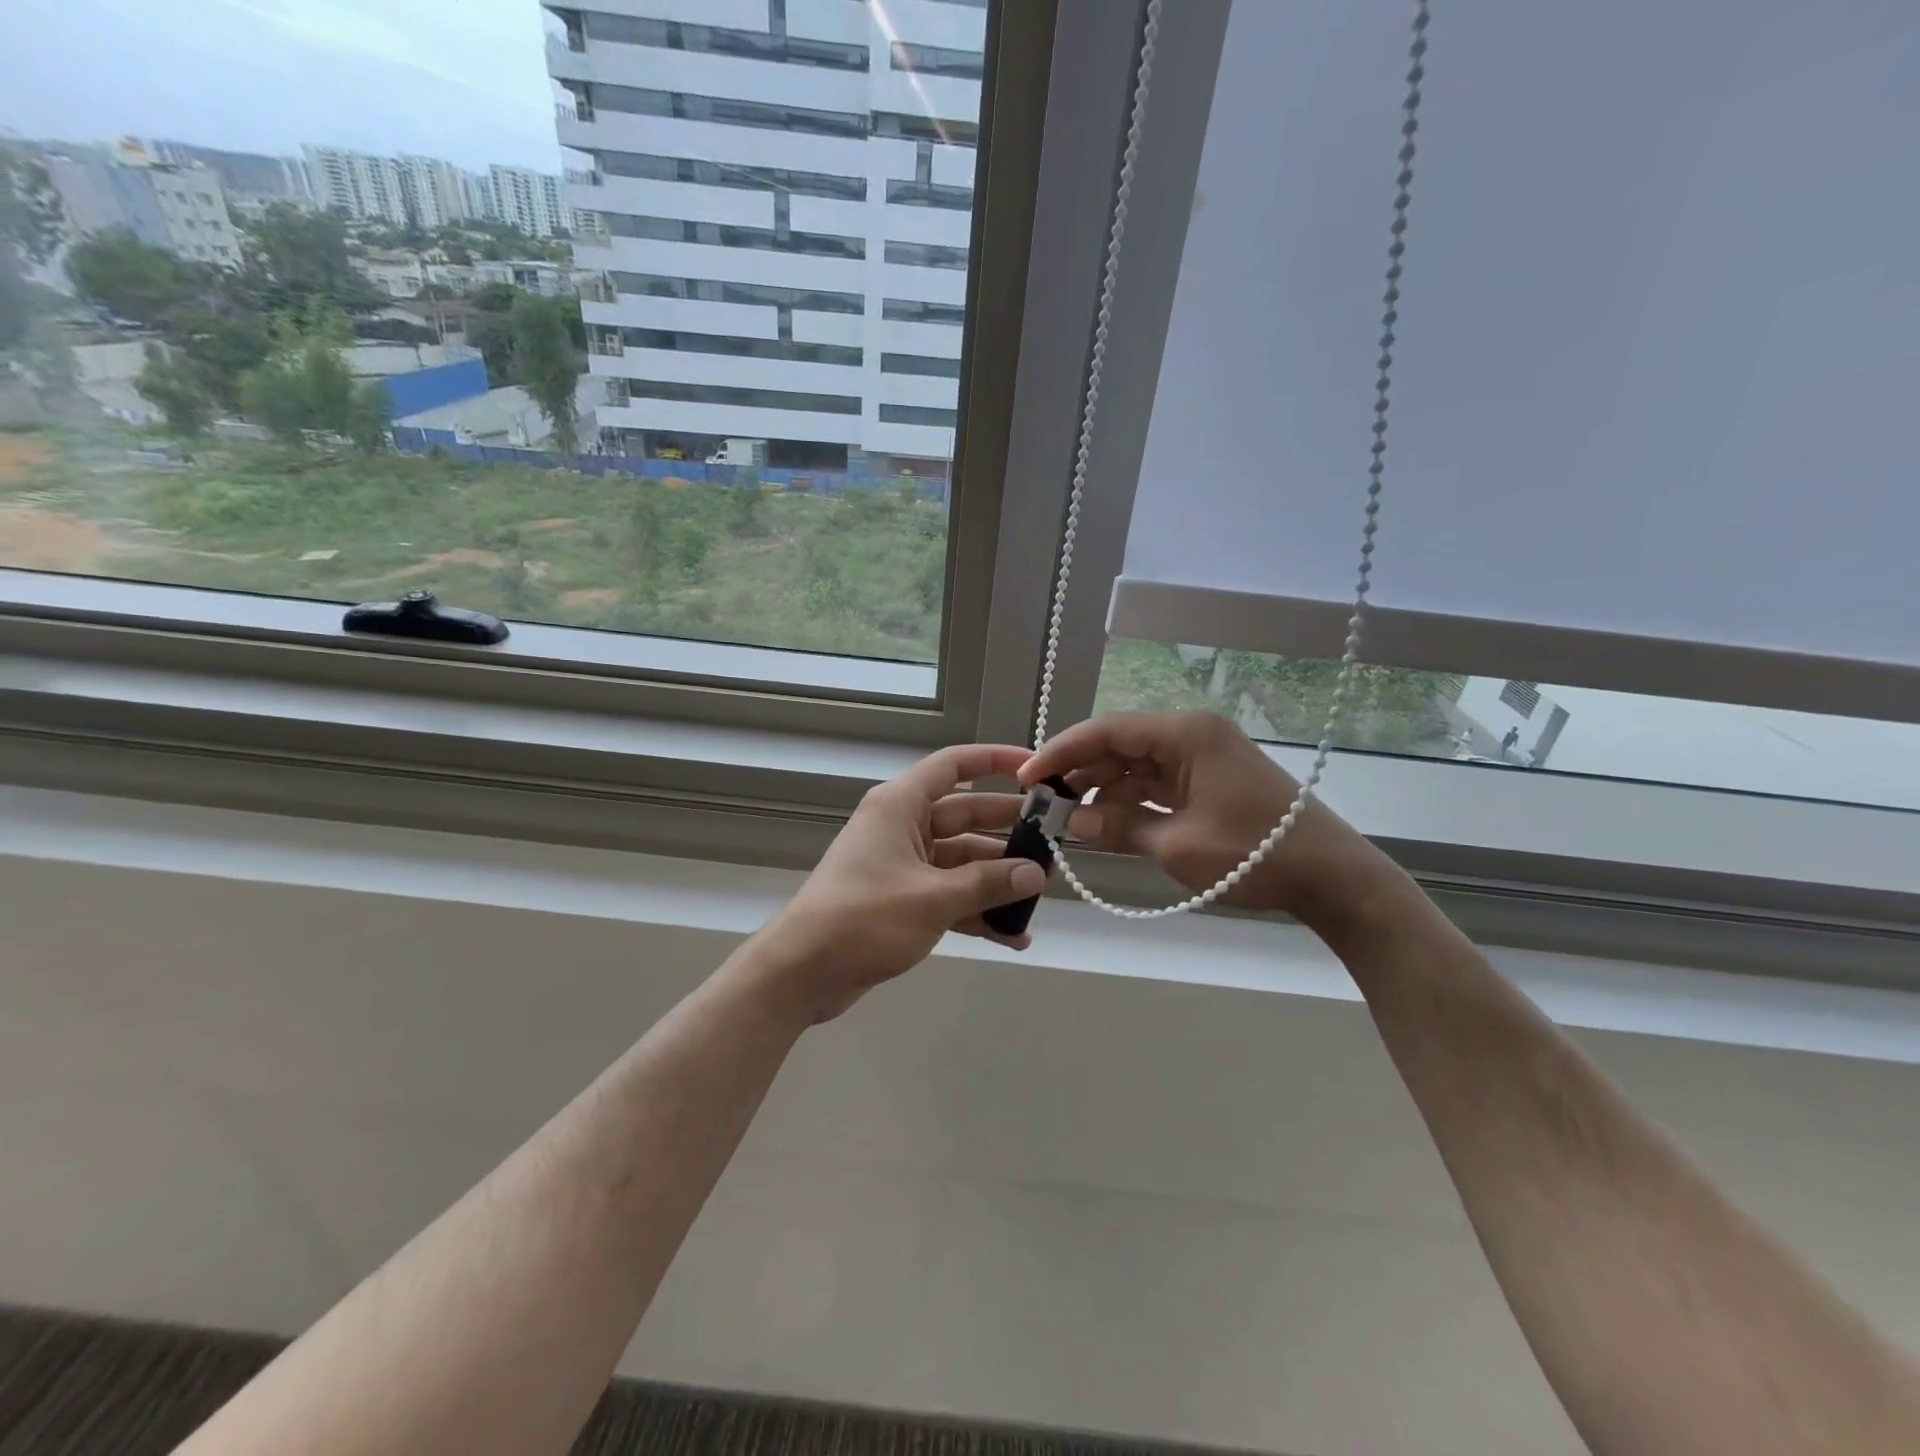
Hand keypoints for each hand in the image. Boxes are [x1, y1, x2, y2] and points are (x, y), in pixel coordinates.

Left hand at [760, 744, 1048, 1021]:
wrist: (801, 973)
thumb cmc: (864, 918)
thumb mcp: (933, 898)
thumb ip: (988, 883)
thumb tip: (1036, 873)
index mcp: (901, 806)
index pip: (954, 766)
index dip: (995, 760)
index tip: (1036, 769)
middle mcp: (902, 827)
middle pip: (966, 815)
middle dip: (1008, 831)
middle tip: (1054, 843)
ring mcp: (902, 866)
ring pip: (961, 861)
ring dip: (997, 878)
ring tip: (1040, 896)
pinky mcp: (902, 901)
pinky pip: (949, 895)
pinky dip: (976, 910)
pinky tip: (1012, 935)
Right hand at [1019, 710, 1392, 925]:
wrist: (1331, 875)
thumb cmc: (1253, 854)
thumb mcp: (1176, 844)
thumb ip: (1117, 827)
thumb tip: (1068, 821)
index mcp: (1184, 733)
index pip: (1106, 731)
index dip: (1061, 752)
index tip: (1028, 779)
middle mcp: (1190, 734)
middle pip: (1118, 744)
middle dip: (1079, 772)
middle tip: (1043, 803)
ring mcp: (1202, 756)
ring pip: (1135, 764)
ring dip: (1102, 788)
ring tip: (1066, 817)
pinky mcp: (1209, 778)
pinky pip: (1156, 782)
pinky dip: (1129, 800)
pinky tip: (1104, 821)